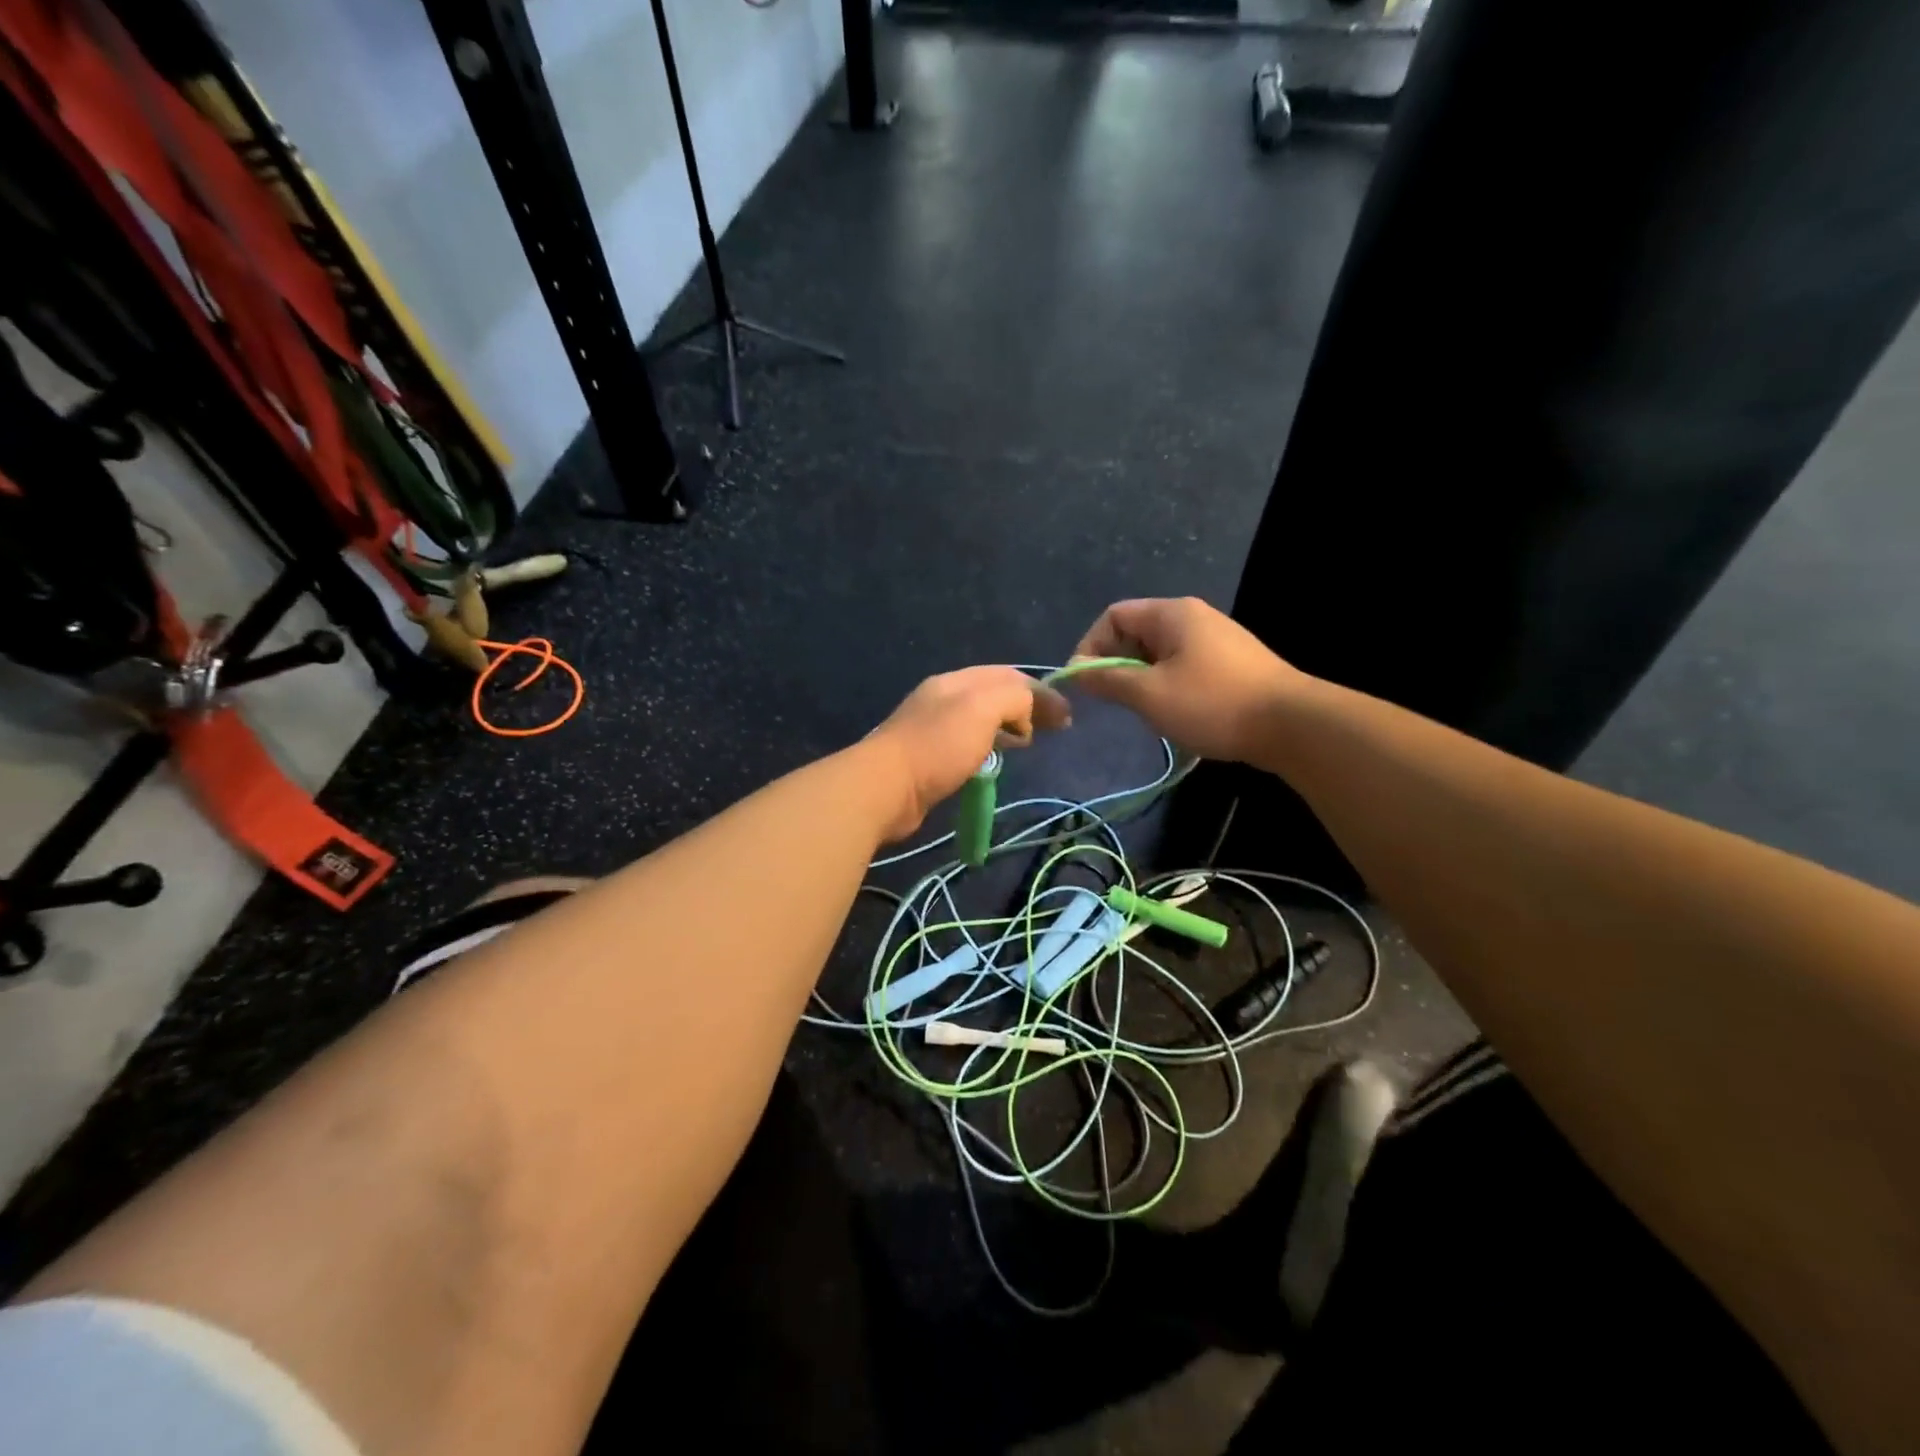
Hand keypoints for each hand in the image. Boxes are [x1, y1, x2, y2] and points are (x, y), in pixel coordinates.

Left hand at [865, 666, 1071, 841]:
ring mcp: (931, 729)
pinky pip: (967, 744)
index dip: (1040, 691)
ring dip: (1007, 727)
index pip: (1007, 675)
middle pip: (993, 695)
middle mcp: (942, 699)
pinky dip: (988, 746)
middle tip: (1052, 729)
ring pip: (980, 720)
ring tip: (1027, 742)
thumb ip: (1014, 699)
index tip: (1066, 716)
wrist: (885, 787)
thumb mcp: (983, 709)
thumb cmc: (938, 745)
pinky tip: (993, 761)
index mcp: (956, 681)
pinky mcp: (926, 759)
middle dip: (1025, 707)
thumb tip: (1028, 710)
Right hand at [1068, 597, 1308, 762]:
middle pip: (1135, 632)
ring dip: (1141, 679)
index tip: (1086, 684)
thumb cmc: (1212, 703)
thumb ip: (1108, 680)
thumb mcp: (1149, 694)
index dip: (1090, 647)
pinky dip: (1167, 685)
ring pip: (1158, 653)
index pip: (1113, 616)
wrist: (1291, 725)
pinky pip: (1182, 665)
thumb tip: (1075, 671)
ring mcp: (1215, 639)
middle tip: (1114, 701)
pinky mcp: (1230, 663)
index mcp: (1171, 614)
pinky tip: (1176, 713)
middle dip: (1116, 665)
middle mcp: (1193, 617)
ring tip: (1145, 711)